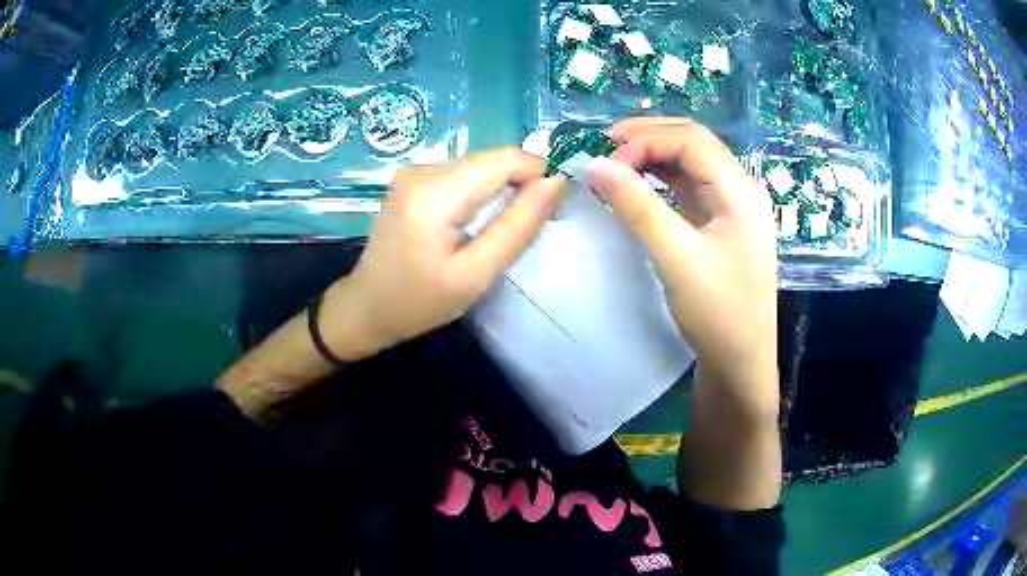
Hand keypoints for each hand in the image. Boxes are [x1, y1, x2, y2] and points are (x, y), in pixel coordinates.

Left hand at [320, 148, 566, 359]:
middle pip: (492, 160)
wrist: (366, 307)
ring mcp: (415, 171)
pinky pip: (463, 175)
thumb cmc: (419, 302)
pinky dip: (480, 193)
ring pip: (480, 166)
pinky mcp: (413, 179)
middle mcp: (423, 169)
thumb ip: (519, 226)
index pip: (505, 158)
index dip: (537, 175)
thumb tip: (556, 183)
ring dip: (501, 190)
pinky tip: (474, 225)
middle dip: (520, 185)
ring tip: (498, 231)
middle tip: (525, 229)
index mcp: (435, 192)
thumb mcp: (476, 274)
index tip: (548, 212)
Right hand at [588, 117, 776, 404]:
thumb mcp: (677, 259)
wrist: (741, 362)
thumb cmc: (718, 314)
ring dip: (651, 154)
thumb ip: (638, 207)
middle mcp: (739, 189)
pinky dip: (659, 177)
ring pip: (689, 162)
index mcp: (740, 191)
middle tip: (603, 148)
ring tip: (613, 160)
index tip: (605, 163)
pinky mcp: (718, 223)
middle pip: (693, 142)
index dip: (645, 141)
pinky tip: (636, 182)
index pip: (691, 141)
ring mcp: (730, 206)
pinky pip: (687, 185)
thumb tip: (595, 165)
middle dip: (647, 137)